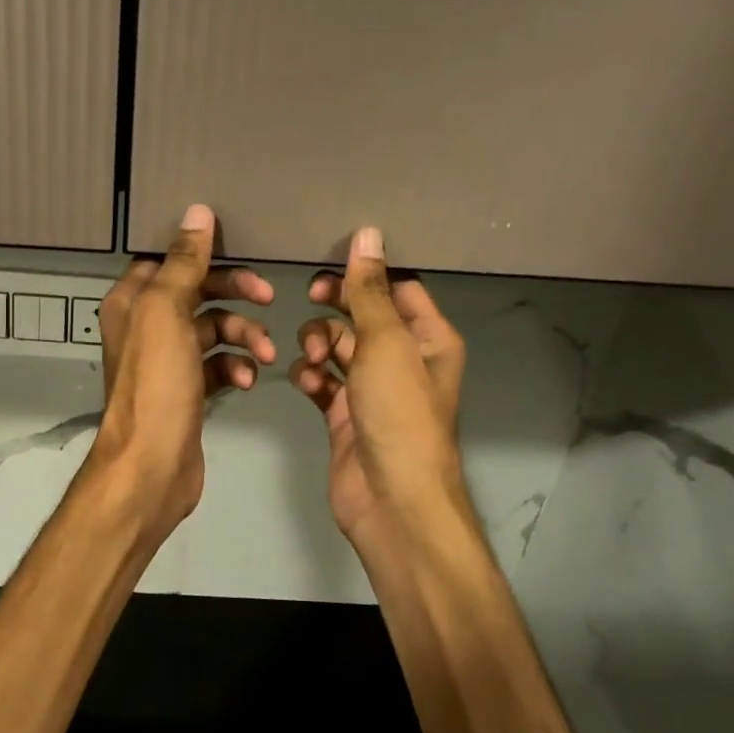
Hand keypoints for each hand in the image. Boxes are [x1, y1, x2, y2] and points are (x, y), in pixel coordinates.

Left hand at [91, 204, 274, 531]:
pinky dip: (235, 367)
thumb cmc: (157, 383)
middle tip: (267, 296)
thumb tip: (197, 213)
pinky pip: (218, 365)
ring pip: (213, 329)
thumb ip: (183, 262)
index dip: (202, 255)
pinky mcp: (187, 389)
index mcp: (132, 301)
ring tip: (264, 354)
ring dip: (242, 335)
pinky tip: (247, 381)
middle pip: (196, 292)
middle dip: (234, 293)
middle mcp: (145, 325)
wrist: (153, 464)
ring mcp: (167, 360)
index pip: (168, 260)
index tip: (239, 253)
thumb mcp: (167, 312)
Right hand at [288, 226, 471, 551]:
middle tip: (312, 296)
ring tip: (311, 355)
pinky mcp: (344, 414)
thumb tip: (368, 235)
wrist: (390, 497)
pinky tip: (305, 381)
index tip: (332, 263)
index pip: (399, 288)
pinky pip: (322, 381)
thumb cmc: (398, 412)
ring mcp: (372, 389)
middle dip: (337, 306)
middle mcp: (403, 359)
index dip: (368, 273)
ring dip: (319, 343)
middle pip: (364, 315)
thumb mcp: (385, 343)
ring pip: (338, 347)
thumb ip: (370, 290)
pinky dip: (311, 376)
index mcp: (428, 338)